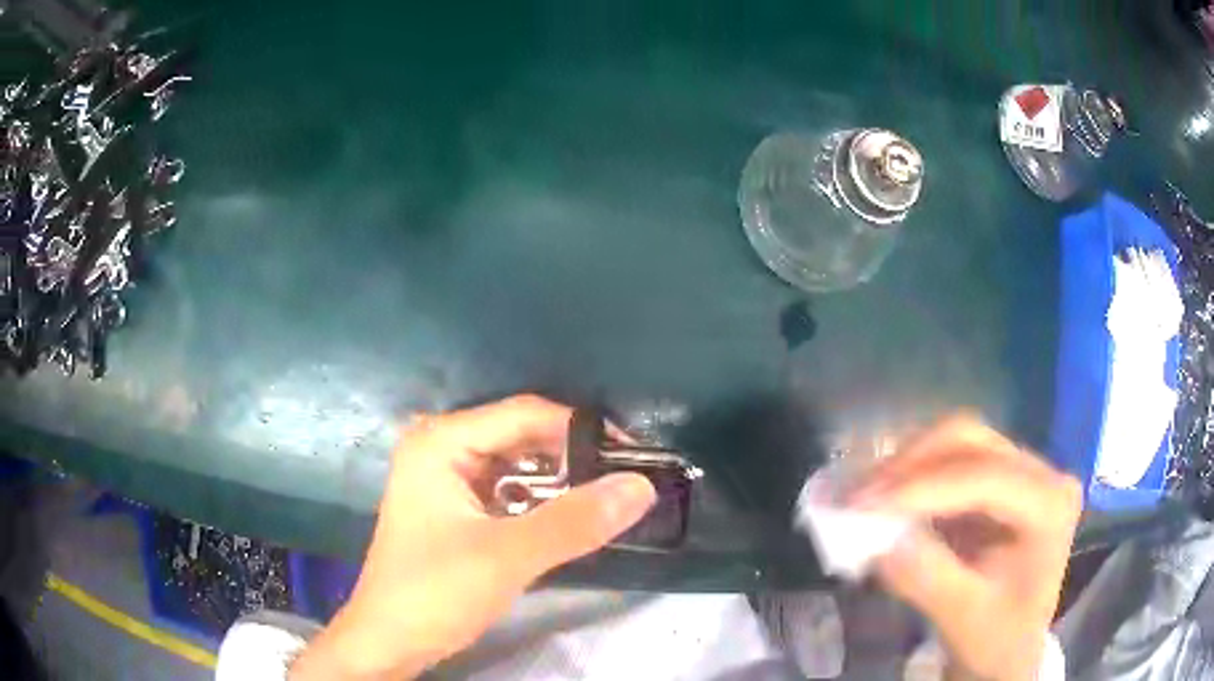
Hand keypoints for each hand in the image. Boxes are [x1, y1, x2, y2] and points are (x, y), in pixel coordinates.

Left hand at [290, 395, 656, 679]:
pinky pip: (508, 491)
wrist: (391, 641)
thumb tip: (642, 486)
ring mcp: (446, 478)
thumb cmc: (435, 593)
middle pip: (521, 437)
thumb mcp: (507, 557)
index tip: (634, 456)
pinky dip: (540, 502)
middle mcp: (442, 447)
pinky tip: (571, 519)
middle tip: (628, 480)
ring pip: (517, 465)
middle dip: (574, 458)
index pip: (525, 414)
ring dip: (560, 482)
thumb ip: (575, 521)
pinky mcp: (455, 507)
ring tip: (610, 499)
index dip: (582, 431)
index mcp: (442, 441)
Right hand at [849, 416, 1081, 680]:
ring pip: (959, 440)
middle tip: (860, 494)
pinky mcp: (998, 479)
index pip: (987, 478)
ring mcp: (1021, 471)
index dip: (925, 486)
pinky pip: (951, 459)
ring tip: (865, 492)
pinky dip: (913, 474)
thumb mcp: (964, 617)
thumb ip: (928, 578)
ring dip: (908, 463)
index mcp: (1051, 505)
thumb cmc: (996, 638)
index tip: (865, 504)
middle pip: (973, 441)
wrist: (1010, 646)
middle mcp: (1042, 473)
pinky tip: (886, 494)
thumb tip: (880, 538)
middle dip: (911, 463)